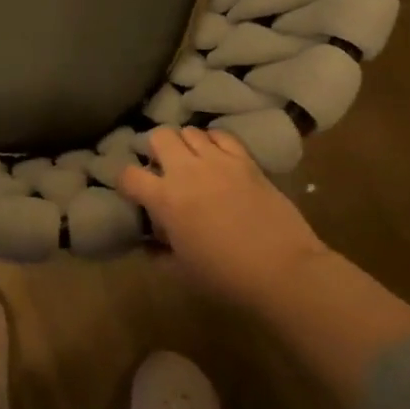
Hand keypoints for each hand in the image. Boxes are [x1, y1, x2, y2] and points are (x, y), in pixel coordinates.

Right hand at [119, 127, 328, 310]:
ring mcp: (218, 161)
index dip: (125, 181)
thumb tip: (150, 243)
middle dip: (156, 150)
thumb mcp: (183, 271)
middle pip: (159, 137)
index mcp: (165, 199)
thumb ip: (160, 253)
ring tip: (192, 161)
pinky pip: (222, 135)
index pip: (129, 175)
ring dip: (185, 145)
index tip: (133, 192)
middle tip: (163, 169)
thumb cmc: (227, 277)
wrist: (284, 271)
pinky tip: (218, 156)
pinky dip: (214, 141)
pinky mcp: (245, 160)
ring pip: (189, 131)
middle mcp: (186, 171)